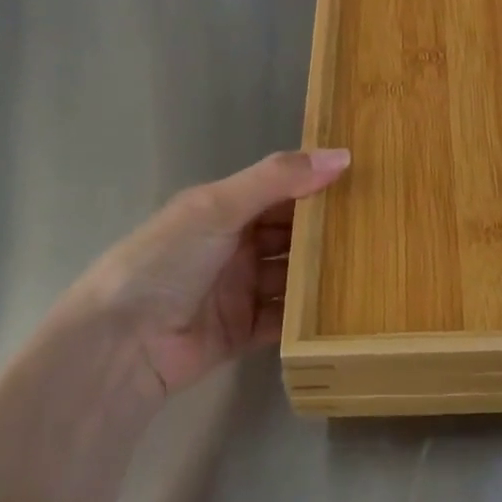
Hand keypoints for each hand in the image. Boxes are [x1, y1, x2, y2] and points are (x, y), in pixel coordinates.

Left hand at [61, 149, 350, 397]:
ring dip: (322, 274)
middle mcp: (234, 245)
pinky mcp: (244, 331)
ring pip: (292, 276)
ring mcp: (239, 289)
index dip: (318, 184)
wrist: (120, 345)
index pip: (281, 189)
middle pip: (291, 233)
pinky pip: (285, 318)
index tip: (366, 182)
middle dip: (326, 231)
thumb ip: (279, 179)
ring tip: (374, 269)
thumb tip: (342, 156)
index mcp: (225, 208)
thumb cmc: (167, 260)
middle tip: (380, 228)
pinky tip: (346, 311)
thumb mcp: (219, 207)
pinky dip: (310, 315)